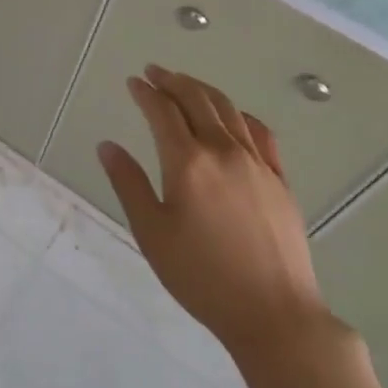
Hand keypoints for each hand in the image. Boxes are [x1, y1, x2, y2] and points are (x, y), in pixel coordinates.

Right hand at [97, 65, 335, 369]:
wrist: (276, 315)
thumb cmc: (203, 277)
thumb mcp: (152, 233)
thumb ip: (128, 183)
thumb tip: (107, 146)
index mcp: (188, 161)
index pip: (162, 111)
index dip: (145, 92)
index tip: (132, 82)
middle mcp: (223, 151)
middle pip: (196, 100)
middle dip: (172, 81)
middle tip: (154, 72)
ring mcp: (257, 163)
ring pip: (228, 110)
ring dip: (203, 90)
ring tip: (186, 84)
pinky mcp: (280, 180)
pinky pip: (260, 133)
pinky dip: (240, 115)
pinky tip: (233, 117)